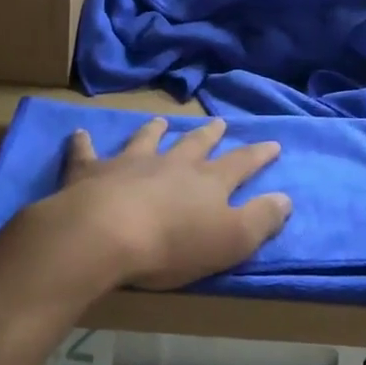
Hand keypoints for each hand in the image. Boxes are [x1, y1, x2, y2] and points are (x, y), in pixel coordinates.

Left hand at [40, 118, 292, 291]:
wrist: (104, 235)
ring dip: (154, 130)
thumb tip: (286, 198)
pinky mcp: (91, 172)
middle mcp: (171, 164)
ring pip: (146, 140)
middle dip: (209, 135)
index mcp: (207, 182)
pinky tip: (79, 135)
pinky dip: (83, 144)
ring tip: (159, 120)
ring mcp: (130, 164)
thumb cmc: (172, 245)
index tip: (272, 143)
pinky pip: (86, 153)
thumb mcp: (231, 240)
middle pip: (195, 145)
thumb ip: (261, 219)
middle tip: (218, 123)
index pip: (241, 163)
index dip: (258, 155)